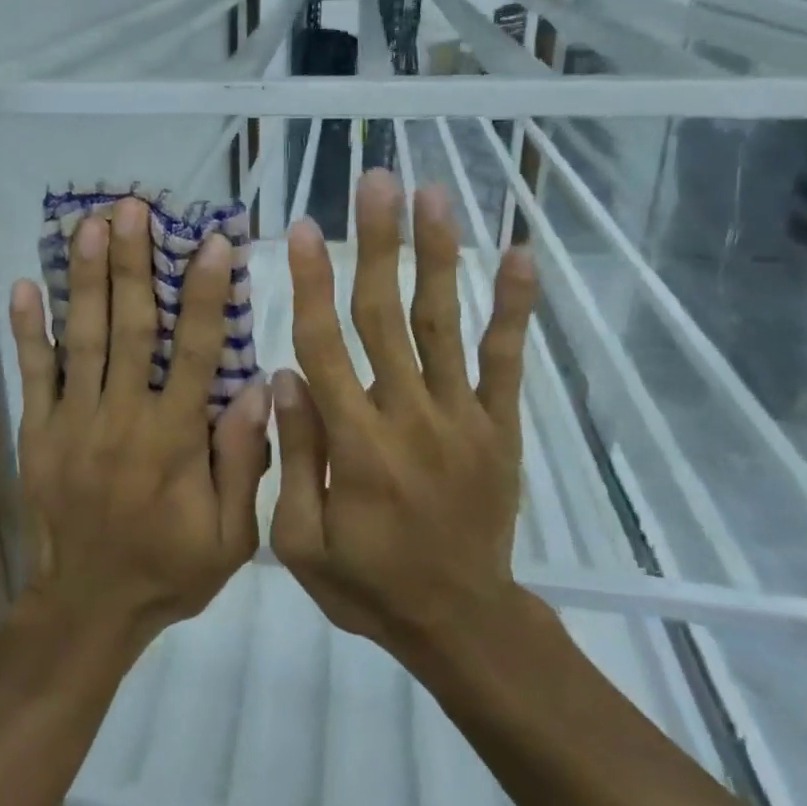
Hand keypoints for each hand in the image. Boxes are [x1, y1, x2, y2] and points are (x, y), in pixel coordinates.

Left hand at [8, 197, 270, 654]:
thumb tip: (260, 388)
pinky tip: (23, 285)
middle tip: (132, 208)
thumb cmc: (168, 570)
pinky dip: (27, 329)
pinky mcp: (36, 432)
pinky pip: (32, 373)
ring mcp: (72, 421)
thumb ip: (243, 462)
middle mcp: (122, 418)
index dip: (204, 295)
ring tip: (88, 226)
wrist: (86, 610)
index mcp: (174, 439)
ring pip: (81, 338)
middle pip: (130, 328)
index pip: (193, 352)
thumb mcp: (231, 537)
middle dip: (132, 263)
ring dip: (85, 278)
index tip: (213, 243)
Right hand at [270, 170, 538, 656]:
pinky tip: (519, 256)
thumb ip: (295, 456)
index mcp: (356, 444)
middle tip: (375, 181)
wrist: (462, 625)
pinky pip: (508, 360)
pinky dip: (514, 307)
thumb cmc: (369, 584)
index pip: (326, 346)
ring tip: (432, 194)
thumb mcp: (301, 542)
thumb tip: (287, 373)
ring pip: (443, 322)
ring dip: (438, 254)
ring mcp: (463, 417)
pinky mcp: (501, 426)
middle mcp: (410, 416)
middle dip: (378, 242)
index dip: (311, 283)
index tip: (300, 227)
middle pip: (386, 315)